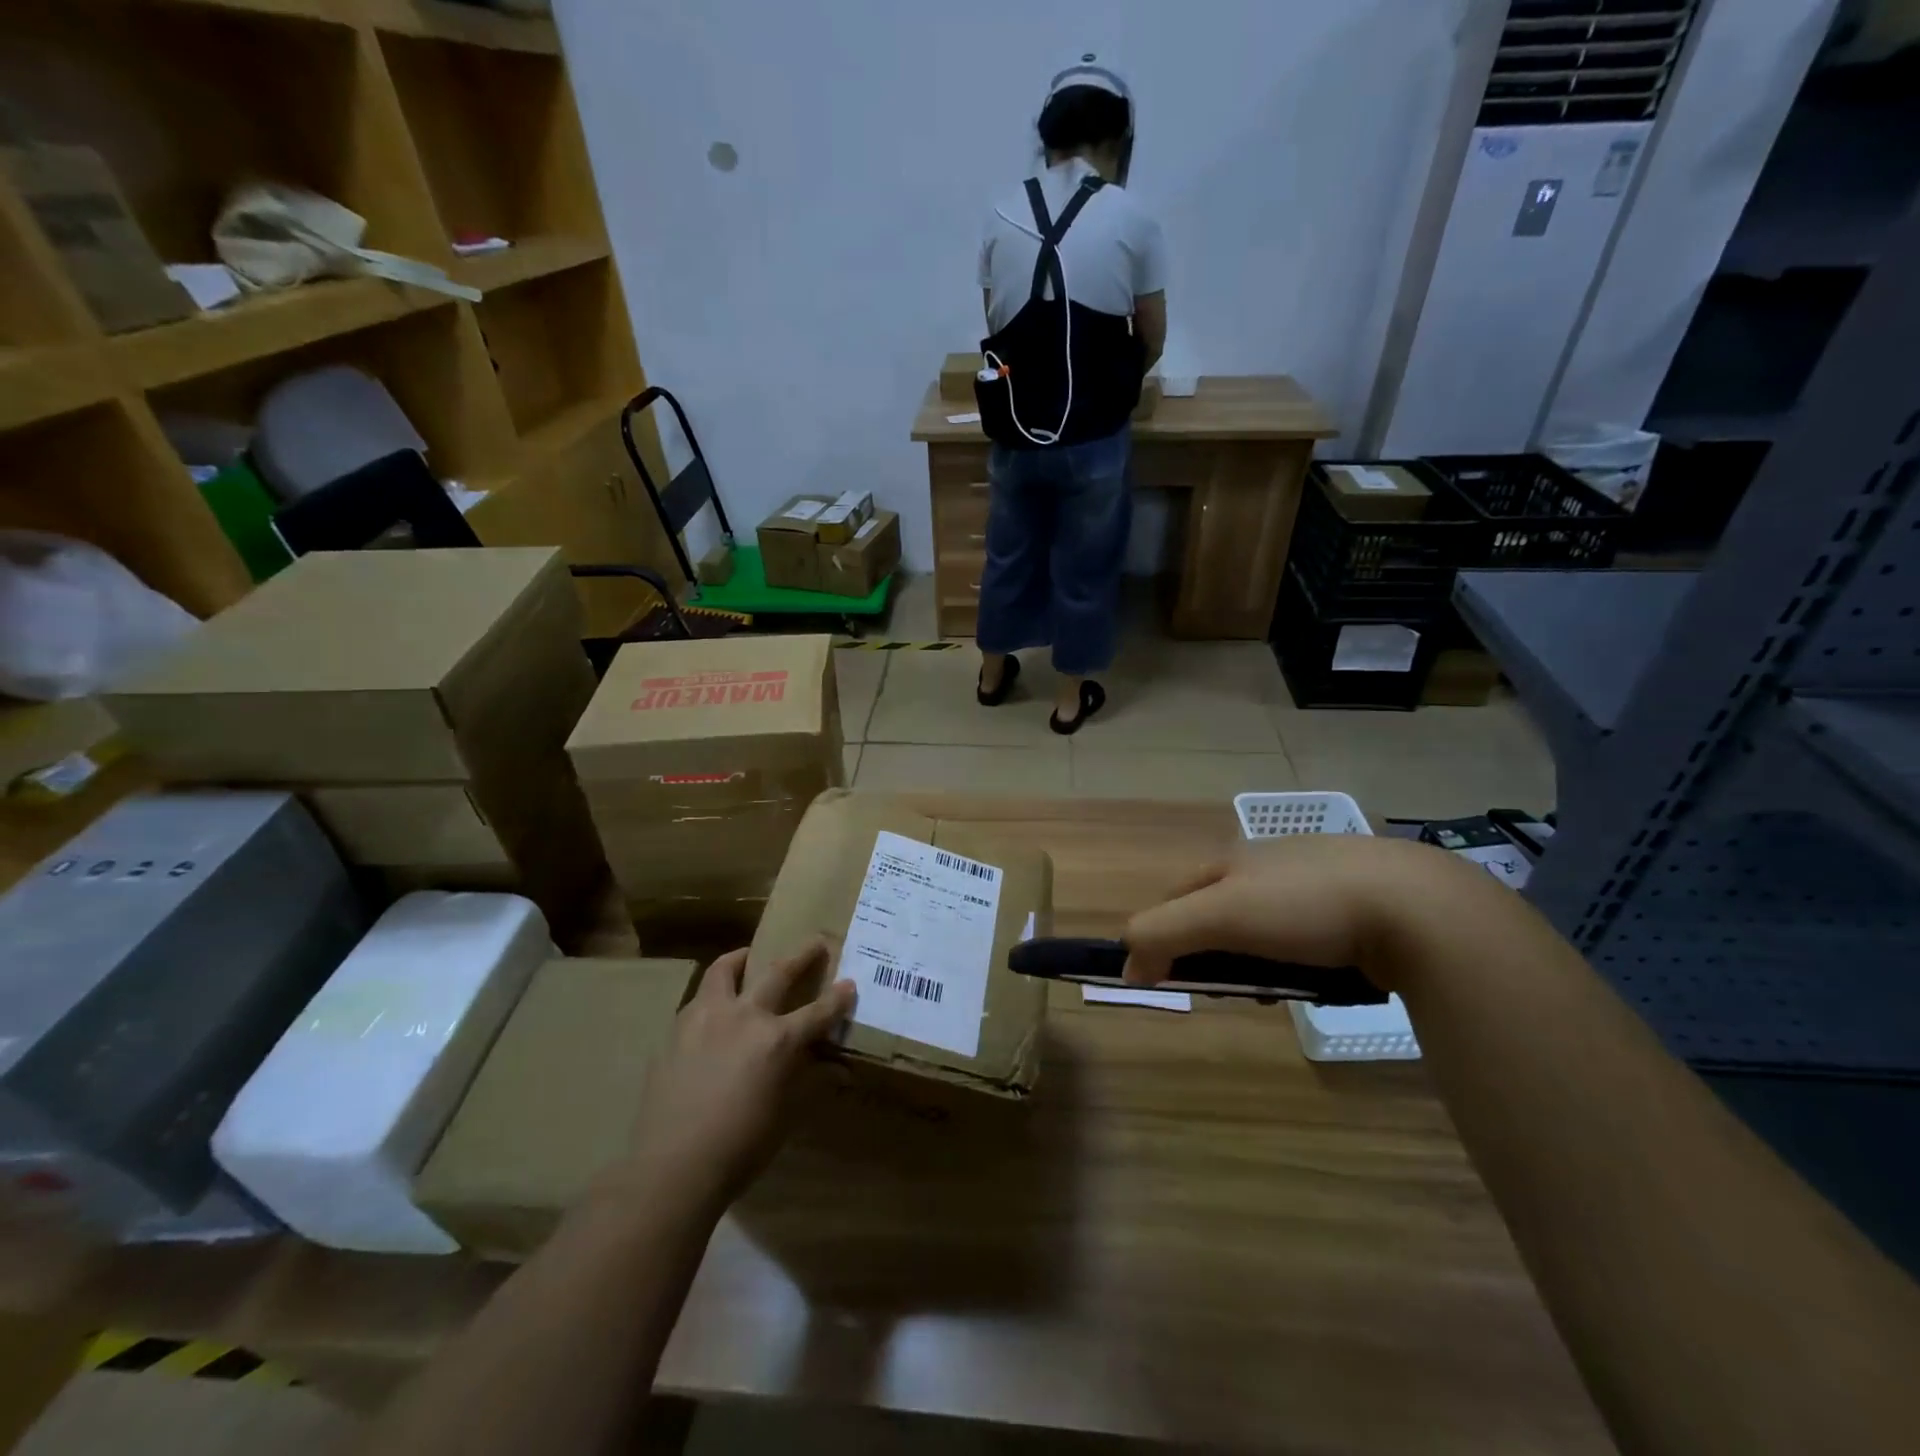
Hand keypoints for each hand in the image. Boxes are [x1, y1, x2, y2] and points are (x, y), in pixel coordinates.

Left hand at [615, 941, 854, 1220]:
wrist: (672, 1167)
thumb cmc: (740, 1147)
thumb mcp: (786, 1116)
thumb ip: (812, 1083)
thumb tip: (839, 1070)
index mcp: (778, 1040)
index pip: (818, 1012)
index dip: (838, 998)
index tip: (850, 984)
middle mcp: (745, 1017)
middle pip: (777, 973)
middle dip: (801, 956)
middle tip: (814, 943)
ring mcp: (706, 1019)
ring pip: (725, 971)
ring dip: (742, 960)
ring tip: (748, 957)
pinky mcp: (676, 1031)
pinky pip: (699, 999)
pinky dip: (713, 994)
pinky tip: (715, 1008)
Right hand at [1123, 834, 1480, 990]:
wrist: (1418, 907)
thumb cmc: (1305, 905)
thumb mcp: (1220, 915)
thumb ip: (1162, 934)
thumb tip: (1126, 967)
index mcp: (1234, 858)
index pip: (1176, 895)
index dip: (1161, 933)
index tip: (1167, 977)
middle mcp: (1271, 863)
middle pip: (1220, 910)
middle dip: (1213, 950)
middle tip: (1227, 986)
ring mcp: (1318, 881)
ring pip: (1266, 925)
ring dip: (1258, 959)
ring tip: (1276, 989)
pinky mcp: (1361, 905)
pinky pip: (1311, 935)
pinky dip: (1302, 959)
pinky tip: (1321, 977)